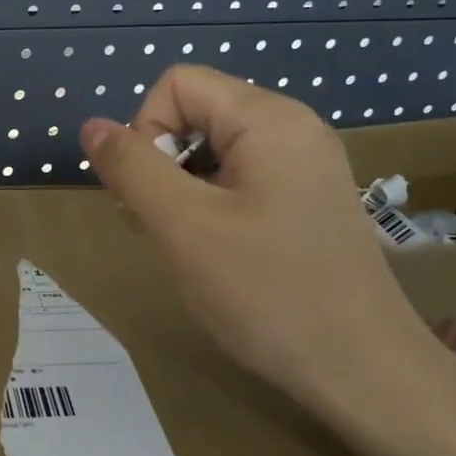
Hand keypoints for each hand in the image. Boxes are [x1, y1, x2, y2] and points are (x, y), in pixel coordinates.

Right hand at [80, 67, 432, 408]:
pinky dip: (210, 203)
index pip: (177, 84)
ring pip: (214, 148)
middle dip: (161, 162)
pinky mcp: (308, 199)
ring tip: (185, 243)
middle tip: (161, 225)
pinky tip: (214, 250)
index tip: (150, 193)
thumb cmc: (268, 293)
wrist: (364, 370)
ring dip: (181, 187)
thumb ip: (132, 168)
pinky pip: (241, 177)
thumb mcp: (184, 226)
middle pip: (196, 112)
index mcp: (269, 119)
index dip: (146, 129)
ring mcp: (306, 165)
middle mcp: (293, 128)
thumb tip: (92, 126)